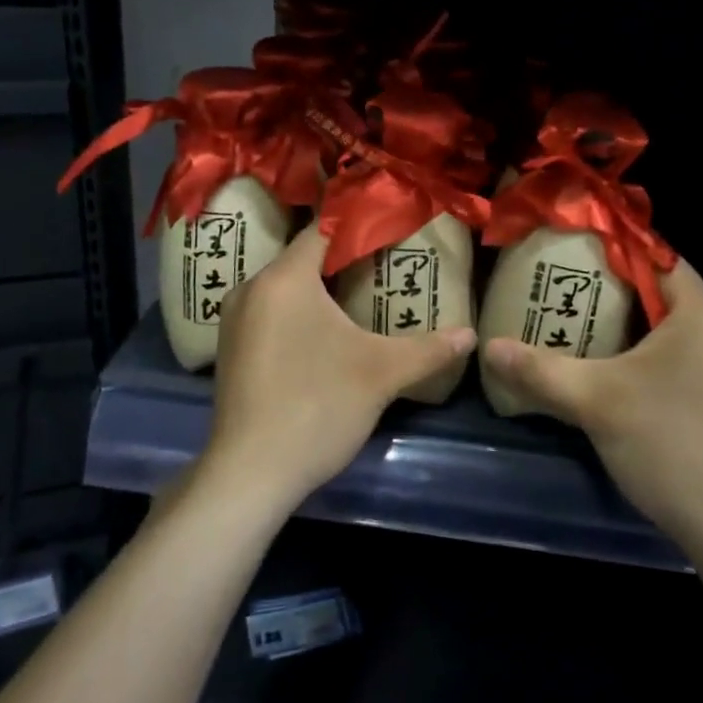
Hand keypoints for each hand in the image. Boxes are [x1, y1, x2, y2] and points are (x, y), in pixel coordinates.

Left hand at [202, 224, 474, 516]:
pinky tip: (324, 337)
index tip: (390, 230)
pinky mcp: (230, 350)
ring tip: (362, 298)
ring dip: (320, 290)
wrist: (250, 474)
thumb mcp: (382, 374)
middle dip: (343, 262)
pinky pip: (269, 313)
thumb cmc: (317, 407)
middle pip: (303, 259)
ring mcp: (234, 321)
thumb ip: (429, 349)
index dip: (359, 228)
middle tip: (386, 265)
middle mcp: (251, 289)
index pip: (323, 232)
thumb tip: (472, 336)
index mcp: (284, 280)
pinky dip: (298, 314)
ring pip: (285, 289)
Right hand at [481, 259, 702, 554]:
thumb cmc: (668, 444)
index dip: (614, 253)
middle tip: (568, 292)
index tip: (572, 257)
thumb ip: (539, 370)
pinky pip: (688, 355)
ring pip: (677, 328)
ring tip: (585, 326)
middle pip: (666, 293)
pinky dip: (654, 353)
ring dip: (634, 326)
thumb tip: (489, 348)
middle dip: (616, 292)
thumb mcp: (594, 401)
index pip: (659, 259)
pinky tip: (619, 370)